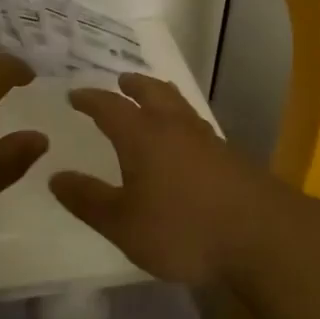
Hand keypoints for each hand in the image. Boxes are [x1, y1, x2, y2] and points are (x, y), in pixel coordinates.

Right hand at [49, 73, 278, 285]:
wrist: (264, 237)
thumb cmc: (183, 229)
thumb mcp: (123, 223)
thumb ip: (88, 200)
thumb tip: (56, 176)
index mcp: (143, 136)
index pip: (110, 107)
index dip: (90, 99)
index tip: (75, 95)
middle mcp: (175, 128)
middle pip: (152, 93)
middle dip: (133, 85)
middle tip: (121, 81)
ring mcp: (208, 141)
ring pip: (179, 106)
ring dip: (161, 97)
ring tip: (153, 100)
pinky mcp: (231, 158)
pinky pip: (197, 127)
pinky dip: (182, 122)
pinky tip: (185, 142)